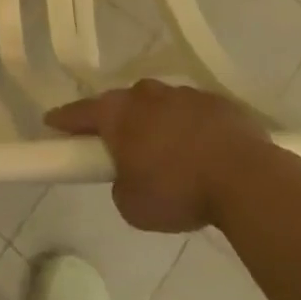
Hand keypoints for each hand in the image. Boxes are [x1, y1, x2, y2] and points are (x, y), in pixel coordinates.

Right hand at [46, 80, 271, 231]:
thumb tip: (130, 176)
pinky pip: (194, 114)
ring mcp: (185, 95)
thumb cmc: (179, 191)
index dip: (63, 120)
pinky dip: (191, 129)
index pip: (79, 112)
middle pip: (122, 105)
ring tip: (170, 156)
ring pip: (160, 106)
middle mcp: (146, 95)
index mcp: (118, 113)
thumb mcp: (131, 205)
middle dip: (118, 123)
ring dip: (158, 125)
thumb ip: (120, 184)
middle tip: (119, 148)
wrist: (248, 180)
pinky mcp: (219, 103)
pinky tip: (203, 153)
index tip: (52, 123)